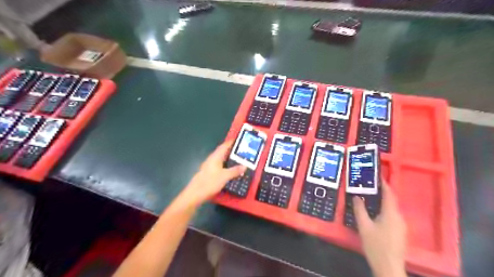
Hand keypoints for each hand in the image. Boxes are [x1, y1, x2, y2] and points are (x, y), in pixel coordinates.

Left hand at [180, 141, 244, 204]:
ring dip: (228, 159)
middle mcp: (211, 159)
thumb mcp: (225, 176)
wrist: (195, 194)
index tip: (238, 140)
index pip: (224, 146)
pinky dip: (225, 166)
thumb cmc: (210, 182)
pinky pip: (219, 166)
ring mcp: (209, 166)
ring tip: (238, 160)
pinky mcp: (208, 173)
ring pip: (221, 160)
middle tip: (241, 151)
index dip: (231, 142)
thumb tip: (244, 166)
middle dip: (231, 151)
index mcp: (215, 157)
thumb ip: (235, 171)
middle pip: (222, 152)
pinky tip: (230, 170)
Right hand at [354, 182, 406, 276]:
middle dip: (381, 192)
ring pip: (391, 209)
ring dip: (382, 202)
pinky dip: (384, 210)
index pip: (389, 194)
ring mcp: (401, 226)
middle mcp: (399, 217)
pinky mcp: (400, 233)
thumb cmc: (376, 245)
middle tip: (369, 186)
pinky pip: (392, 216)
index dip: (384, 184)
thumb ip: (360, 210)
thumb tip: (357, 196)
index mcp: (391, 214)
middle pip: (391, 201)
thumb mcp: (364, 226)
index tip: (377, 176)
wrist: (389, 267)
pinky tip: (374, 213)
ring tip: (369, 197)